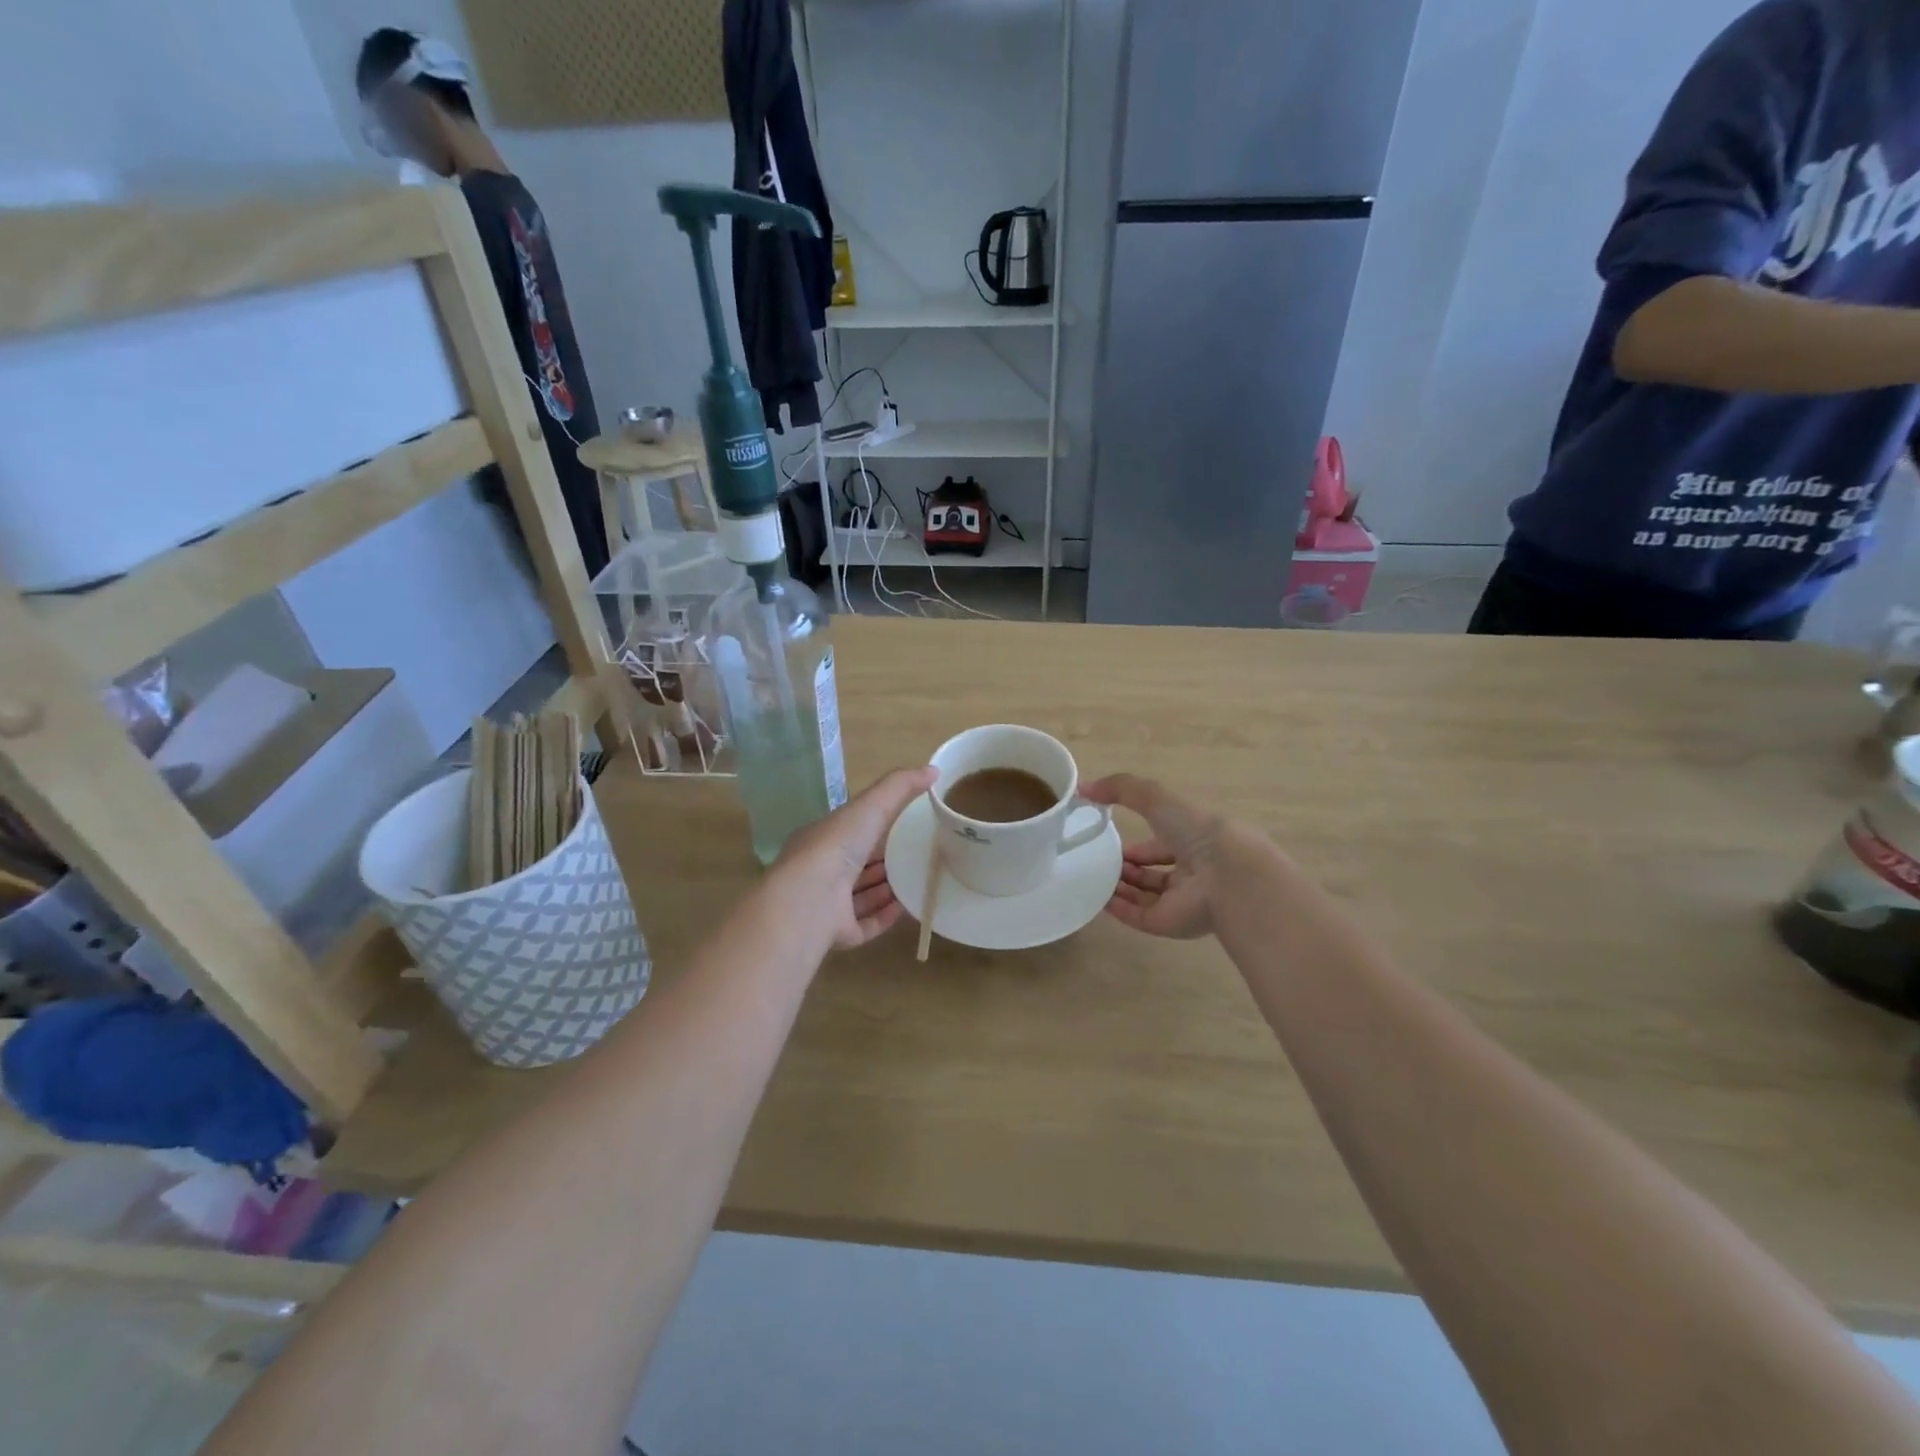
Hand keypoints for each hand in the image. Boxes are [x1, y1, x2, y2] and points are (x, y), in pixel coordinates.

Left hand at [776, 767, 937, 950]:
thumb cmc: (836, 846)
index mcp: (822, 840)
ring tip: (918, 880)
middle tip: (919, 854)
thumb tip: (933, 770)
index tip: (906, 824)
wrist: (810, 899)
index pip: (851, 831)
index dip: (876, 827)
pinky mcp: (838, 933)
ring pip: (861, 896)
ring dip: (887, 889)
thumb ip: (899, 786)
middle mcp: (822, 872)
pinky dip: (886, 916)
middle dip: (884, 860)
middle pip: (857, 865)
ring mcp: (828, 905)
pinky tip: (908, 908)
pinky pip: (866, 925)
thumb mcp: (870, 805)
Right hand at [1083, 774, 1240, 939]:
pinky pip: (1137, 916)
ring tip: (1093, 877)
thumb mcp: (1156, 798)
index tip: (1110, 839)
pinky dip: (1117, 908)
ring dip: (1120, 887)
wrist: (1225, 876)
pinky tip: (1097, 897)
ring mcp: (1180, 900)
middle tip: (1098, 861)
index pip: (1162, 845)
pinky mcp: (1168, 924)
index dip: (1138, 845)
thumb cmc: (1196, 830)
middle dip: (1127, 867)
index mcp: (1193, 841)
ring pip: (1144, 896)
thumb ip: (1121, 788)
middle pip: (1152, 873)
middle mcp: (1190, 872)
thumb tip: (1083, 787)